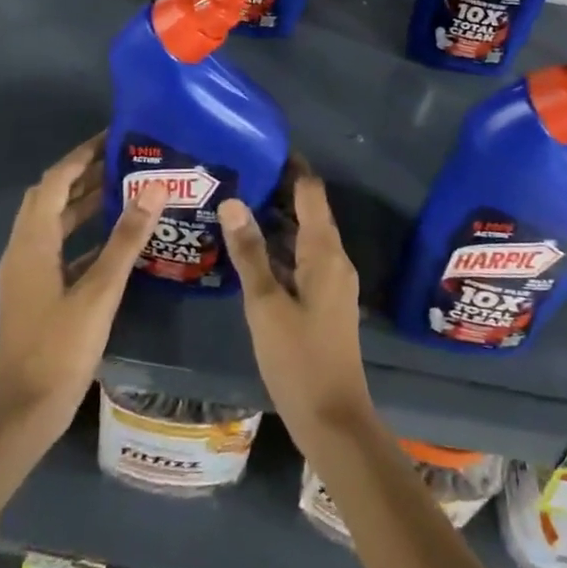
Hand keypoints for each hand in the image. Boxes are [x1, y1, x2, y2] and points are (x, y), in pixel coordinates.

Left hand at [0, 134, 162, 505]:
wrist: (25, 411)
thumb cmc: (61, 348)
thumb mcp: (100, 291)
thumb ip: (126, 238)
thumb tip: (154, 188)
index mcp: (32, 243)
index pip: (54, 181)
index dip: (81, 155)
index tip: (113, 137)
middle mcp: (22, 249)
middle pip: (49, 196)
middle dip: (82, 173)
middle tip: (122, 160)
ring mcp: (25, 272)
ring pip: (52, 222)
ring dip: (81, 201)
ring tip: (123, 188)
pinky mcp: (33, 291)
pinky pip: (56, 245)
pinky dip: (80, 231)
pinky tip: (111, 236)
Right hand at [219, 170, 373, 456]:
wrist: (333, 419)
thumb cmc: (298, 359)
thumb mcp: (265, 304)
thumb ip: (249, 252)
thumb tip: (232, 201)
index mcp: (325, 252)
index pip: (311, 191)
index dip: (290, 167)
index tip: (259, 148)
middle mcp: (334, 258)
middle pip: (308, 210)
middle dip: (277, 190)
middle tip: (237, 173)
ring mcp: (331, 280)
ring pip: (304, 235)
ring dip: (276, 218)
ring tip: (236, 202)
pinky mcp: (324, 300)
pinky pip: (303, 258)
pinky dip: (280, 246)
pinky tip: (250, 249)